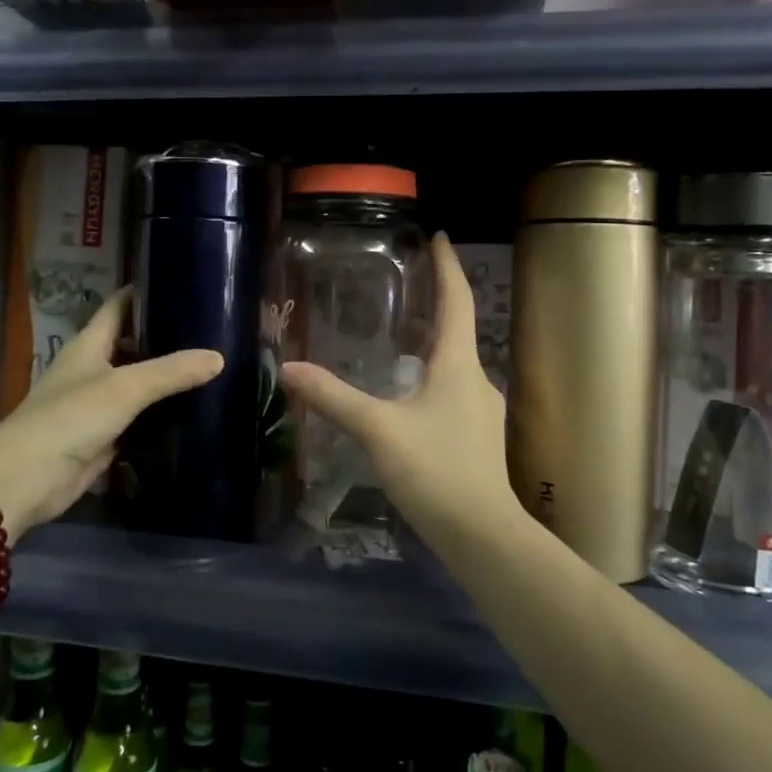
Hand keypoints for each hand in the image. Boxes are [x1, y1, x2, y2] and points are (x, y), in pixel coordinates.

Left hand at [0, 289, 221, 536]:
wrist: (27, 479)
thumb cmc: (70, 418)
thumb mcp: (125, 387)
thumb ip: (171, 371)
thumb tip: (218, 357)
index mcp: (89, 345)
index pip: (119, 306)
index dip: (145, 292)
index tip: (181, 282)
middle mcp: (92, 369)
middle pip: (132, 345)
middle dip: (165, 338)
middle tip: (210, 330)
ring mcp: (97, 405)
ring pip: (138, 385)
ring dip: (166, 380)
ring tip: (210, 367)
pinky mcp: (105, 438)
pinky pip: (140, 420)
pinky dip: (161, 416)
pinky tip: (193, 412)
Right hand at [280, 233, 514, 536]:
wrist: (482, 534)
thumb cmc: (435, 471)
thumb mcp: (377, 430)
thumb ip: (333, 398)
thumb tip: (289, 368)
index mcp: (459, 365)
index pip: (457, 301)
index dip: (448, 267)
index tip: (439, 237)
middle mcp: (477, 379)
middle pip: (457, 330)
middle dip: (435, 305)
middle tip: (405, 286)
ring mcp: (482, 411)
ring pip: (454, 365)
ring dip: (431, 346)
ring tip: (399, 339)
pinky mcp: (478, 438)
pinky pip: (453, 393)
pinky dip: (431, 379)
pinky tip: (408, 397)